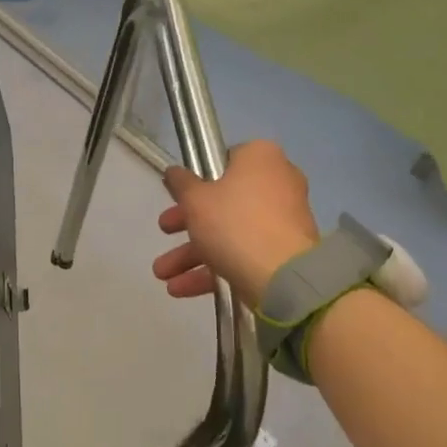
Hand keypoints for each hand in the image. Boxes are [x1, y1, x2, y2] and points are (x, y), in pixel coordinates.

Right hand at [151, 140, 320, 307]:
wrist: (282, 276)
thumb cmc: (234, 223)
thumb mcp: (195, 199)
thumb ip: (181, 183)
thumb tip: (174, 172)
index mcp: (260, 157)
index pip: (223, 161)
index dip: (196, 180)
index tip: (177, 197)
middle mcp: (277, 182)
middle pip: (222, 201)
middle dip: (186, 224)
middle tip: (164, 232)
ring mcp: (282, 219)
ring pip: (229, 232)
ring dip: (191, 254)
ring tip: (163, 275)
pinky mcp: (283, 252)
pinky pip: (243, 253)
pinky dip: (213, 269)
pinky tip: (180, 289)